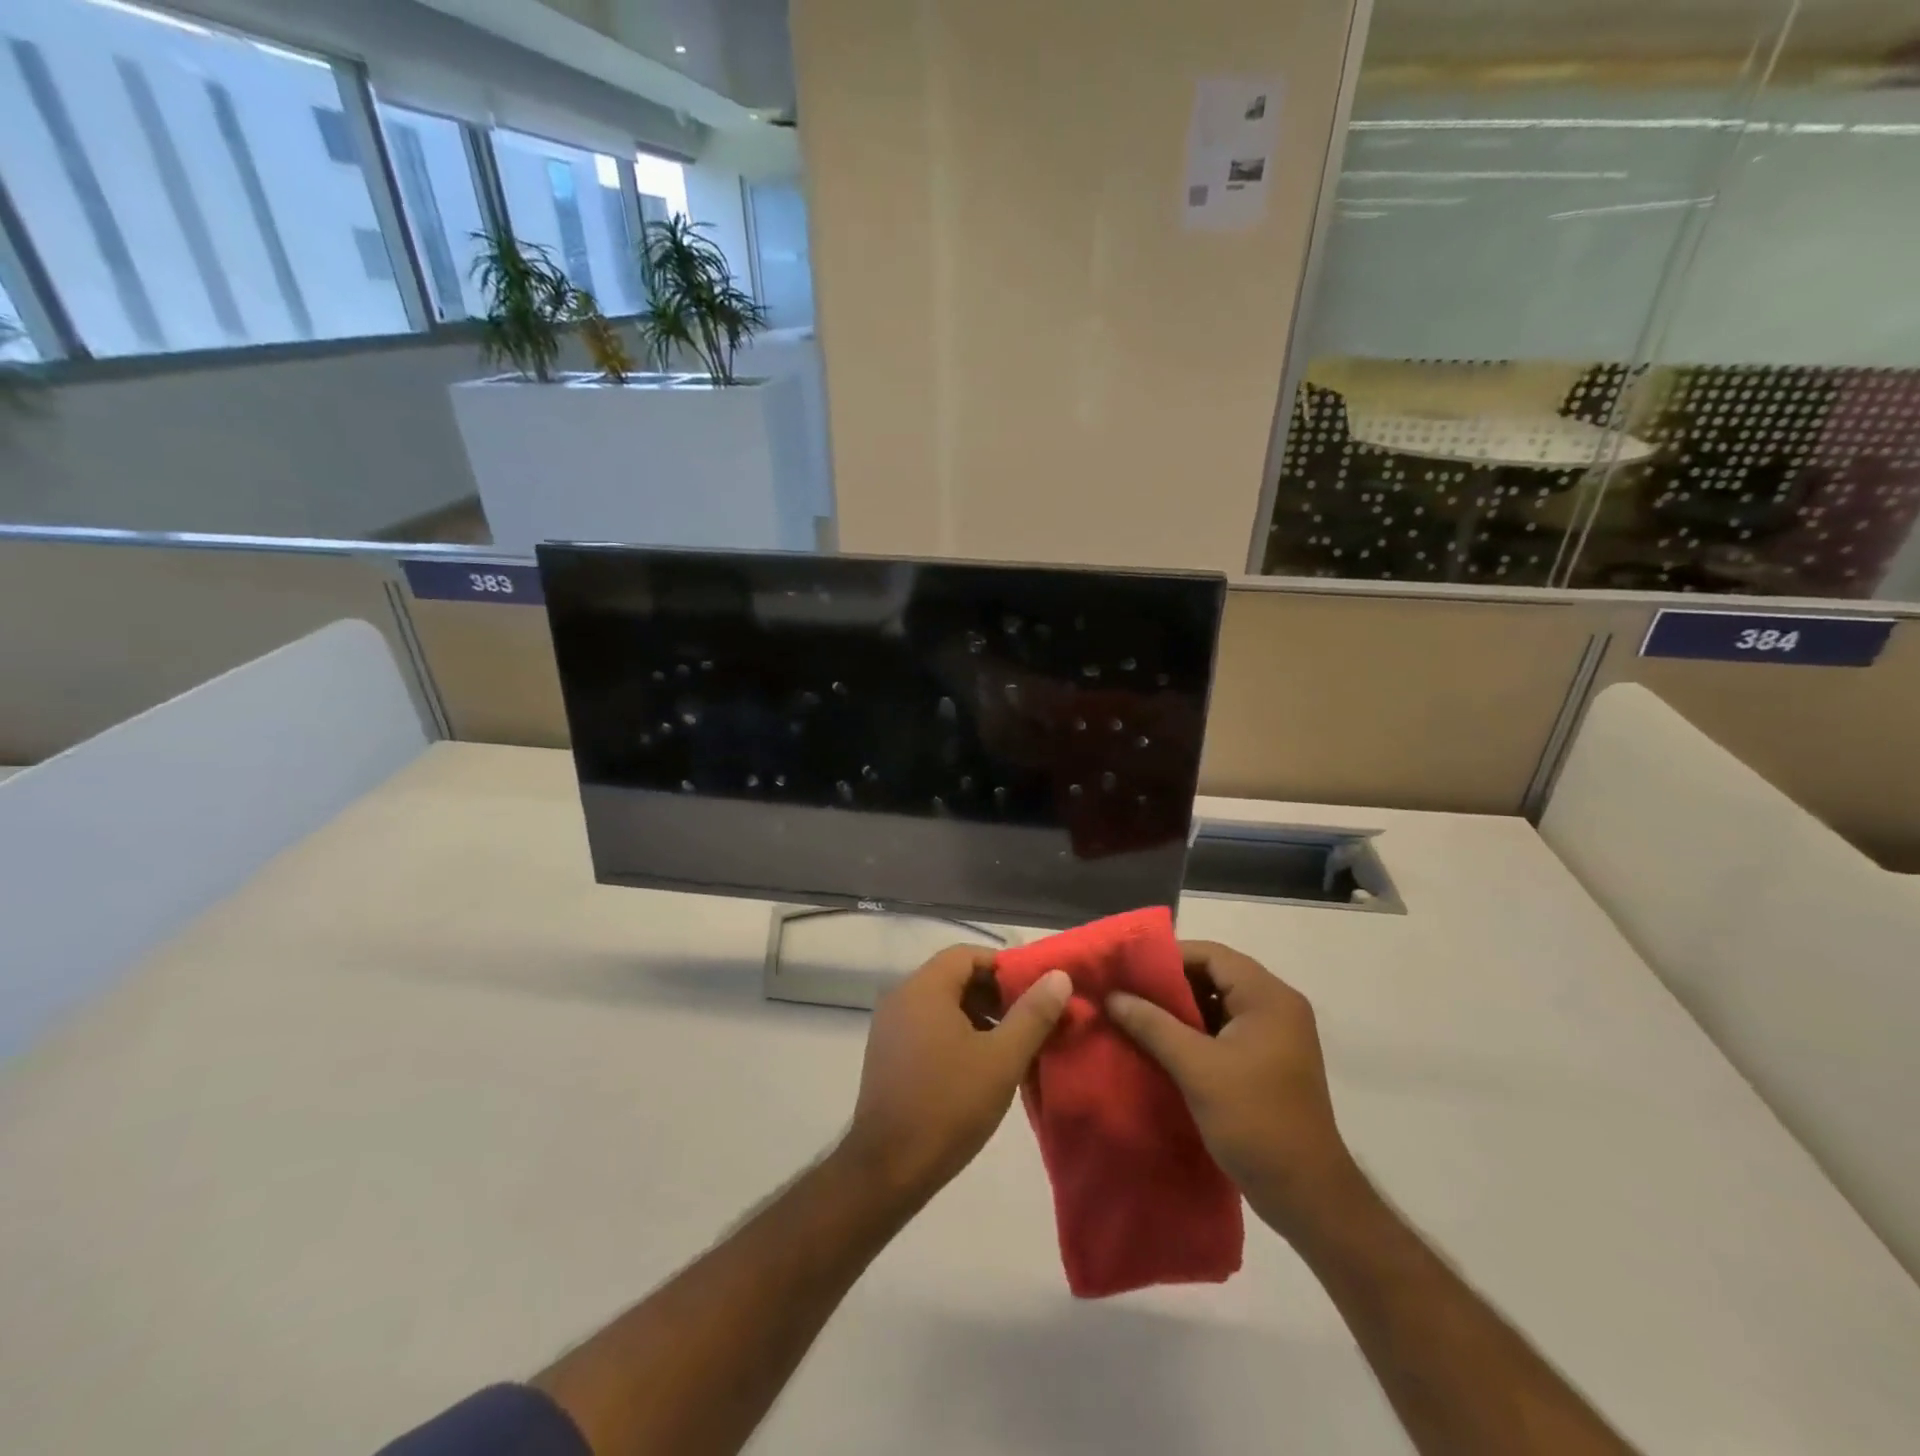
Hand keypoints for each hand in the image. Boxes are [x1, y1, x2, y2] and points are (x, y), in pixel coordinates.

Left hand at [840, 945, 1071, 1206]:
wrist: (888, 1168)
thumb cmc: (949, 1105)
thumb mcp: (1002, 1059)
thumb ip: (1033, 1014)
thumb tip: (1059, 977)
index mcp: (924, 988)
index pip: (968, 955)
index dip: (1004, 967)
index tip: (1034, 992)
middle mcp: (901, 997)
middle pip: (954, 977)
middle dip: (993, 993)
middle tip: (1028, 1020)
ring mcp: (889, 1027)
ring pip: (941, 1004)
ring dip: (976, 1015)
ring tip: (1009, 1044)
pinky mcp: (887, 1054)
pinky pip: (926, 1026)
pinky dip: (954, 1033)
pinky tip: (978, 1065)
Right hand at [1107, 941, 1358, 1236]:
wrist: (1308, 1195)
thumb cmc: (1255, 1120)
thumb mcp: (1196, 1068)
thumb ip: (1152, 1025)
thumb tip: (1112, 996)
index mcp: (1268, 997)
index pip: (1212, 954)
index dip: (1169, 957)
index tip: (1129, 970)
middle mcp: (1276, 1007)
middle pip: (1215, 975)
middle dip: (1171, 983)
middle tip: (1128, 992)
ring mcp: (1275, 1035)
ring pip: (1218, 1004)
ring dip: (1181, 1009)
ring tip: (1137, 1016)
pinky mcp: (1269, 1061)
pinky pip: (1225, 1030)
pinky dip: (1195, 1032)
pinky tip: (1162, 1045)